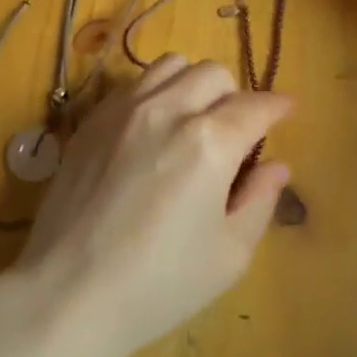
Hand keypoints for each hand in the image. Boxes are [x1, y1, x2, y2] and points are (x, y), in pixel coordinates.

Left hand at [12, 56, 291, 356]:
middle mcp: (168, 109)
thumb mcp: (229, 255)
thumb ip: (259, 201)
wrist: (70, 291)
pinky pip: (134, 84)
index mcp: (209, 142)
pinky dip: (156, 92)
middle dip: (235, 94)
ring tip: (193, 119)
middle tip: (236, 130)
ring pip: (170, 65)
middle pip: (213, 73)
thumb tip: (276, 165)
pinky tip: (153, 129)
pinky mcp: (92, 118)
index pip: (254, 105)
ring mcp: (124, 108)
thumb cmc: (159, 283)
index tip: (286, 110)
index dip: (277, 106)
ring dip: (193, 84)